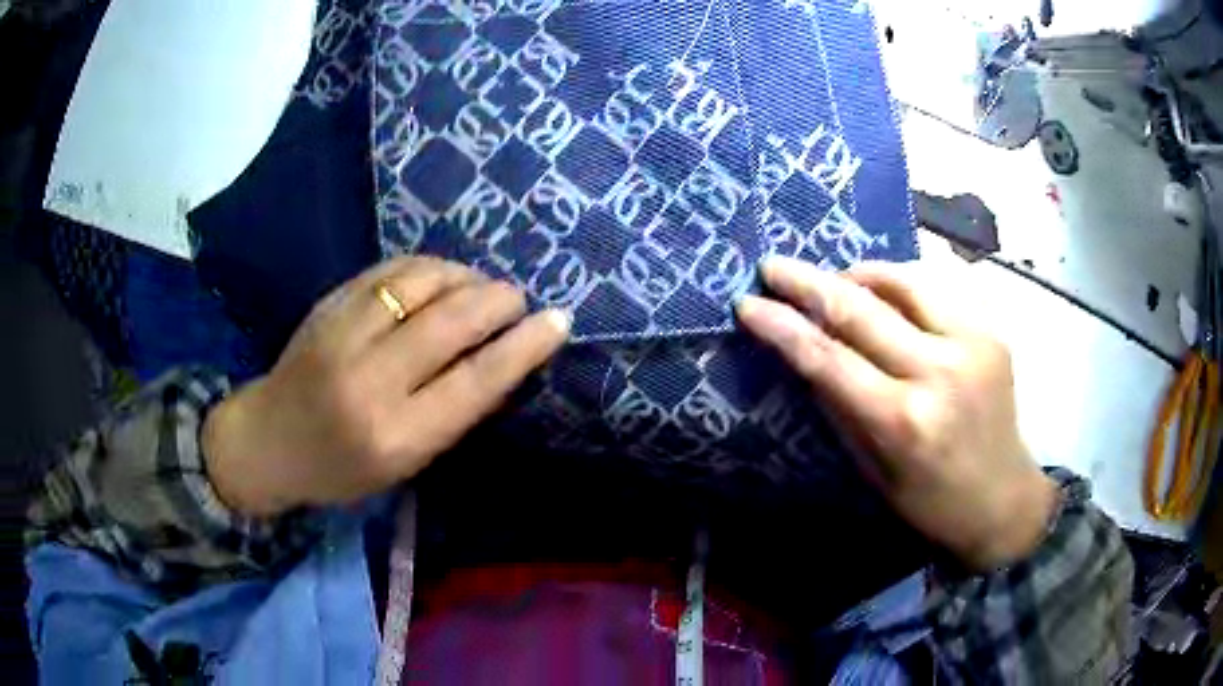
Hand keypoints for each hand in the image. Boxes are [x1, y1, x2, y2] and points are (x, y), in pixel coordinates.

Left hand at [202, 257, 569, 516]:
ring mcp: (342, 336)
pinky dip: (427, 267)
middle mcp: (369, 383)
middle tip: (518, 300)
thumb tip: (501, 358)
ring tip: (477, 287)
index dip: (523, 347)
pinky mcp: (327, 306)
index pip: (475, 383)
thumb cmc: (341, 469)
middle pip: (451, 322)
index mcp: (396, 437)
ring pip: (421, 282)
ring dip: (464, 277)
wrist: (268, 441)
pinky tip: (439, 276)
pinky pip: (389, 270)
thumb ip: (450, 412)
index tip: (558, 322)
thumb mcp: (404, 463)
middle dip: (498, 301)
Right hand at [737, 257, 1056, 570]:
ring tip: (834, 281)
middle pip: (860, 309)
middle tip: (773, 266)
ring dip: (858, 274)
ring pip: (902, 282)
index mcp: (903, 421)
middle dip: (808, 282)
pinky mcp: (991, 331)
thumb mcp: (874, 471)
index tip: (748, 303)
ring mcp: (972, 343)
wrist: (1004, 499)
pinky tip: (886, 294)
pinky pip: (936, 290)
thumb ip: (841, 407)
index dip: (782, 326)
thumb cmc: (932, 502)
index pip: (828, 358)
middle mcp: (939, 372)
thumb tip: (806, 355)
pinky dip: (901, 285)